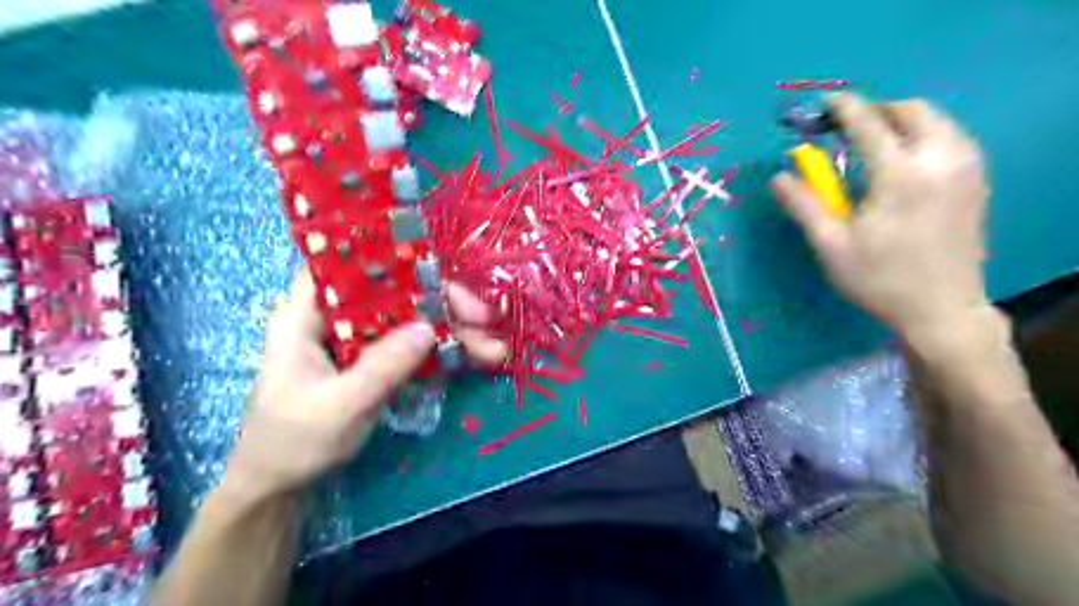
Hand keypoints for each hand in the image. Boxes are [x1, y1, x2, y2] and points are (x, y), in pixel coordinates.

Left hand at [228, 272, 504, 499]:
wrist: (280, 488)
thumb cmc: (292, 444)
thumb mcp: (338, 407)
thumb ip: (381, 367)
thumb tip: (428, 329)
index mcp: (307, 315)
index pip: (347, 266)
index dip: (392, 259)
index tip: (439, 273)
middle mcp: (335, 318)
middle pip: (393, 293)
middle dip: (441, 304)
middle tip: (485, 318)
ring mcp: (358, 340)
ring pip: (410, 320)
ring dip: (452, 331)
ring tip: (493, 349)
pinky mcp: (375, 361)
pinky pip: (413, 346)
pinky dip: (444, 352)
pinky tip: (476, 359)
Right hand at [772, 93, 989, 343]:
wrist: (941, 309)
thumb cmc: (879, 279)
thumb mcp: (831, 245)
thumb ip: (804, 205)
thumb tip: (777, 177)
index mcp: (899, 176)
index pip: (869, 124)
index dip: (844, 108)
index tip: (825, 102)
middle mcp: (940, 160)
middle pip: (912, 110)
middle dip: (877, 109)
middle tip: (847, 127)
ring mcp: (966, 169)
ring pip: (937, 121)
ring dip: (902, 120)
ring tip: (874, 141)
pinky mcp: (977, 181)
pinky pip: (951, 138)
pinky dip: (924, 135)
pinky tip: (904, 160)